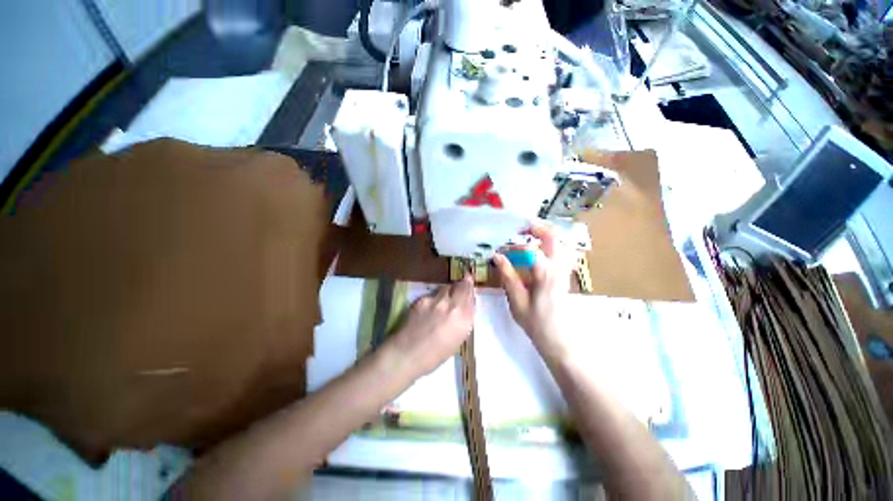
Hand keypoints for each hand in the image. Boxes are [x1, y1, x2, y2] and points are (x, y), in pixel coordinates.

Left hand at [388, 274, 474, 375]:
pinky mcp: (422, 299)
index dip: (470, 288)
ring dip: (448, 291)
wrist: (408, 354)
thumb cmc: (435, 356)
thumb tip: (464, 308)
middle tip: (462, 281)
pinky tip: (428, 309)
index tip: (470, 282)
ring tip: (443, 300)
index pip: (471, 295)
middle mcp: (453, 305)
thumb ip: (463, 320)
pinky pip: (432, 295)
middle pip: (461, 286)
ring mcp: (436, 300)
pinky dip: (433, 299)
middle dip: (462, 283)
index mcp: (464, 318)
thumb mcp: (457, 339)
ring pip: (446, 288)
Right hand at [493, 221, 574, 357]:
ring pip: (564, 242)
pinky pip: (566, 251)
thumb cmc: (535, 321)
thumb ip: (508, 276)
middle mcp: (558, 269)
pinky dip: (556, 243)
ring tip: (533, 234)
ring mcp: (566, 270)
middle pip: (555, 238)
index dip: (517, 244)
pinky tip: (544, 247)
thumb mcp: (516, 300)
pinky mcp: (567, 273)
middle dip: (538, 228)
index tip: (504, 245)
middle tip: (522, 228)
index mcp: (545, 275)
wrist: (558, 337)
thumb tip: (498, 256)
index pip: (533, 249)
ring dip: (549, 233)